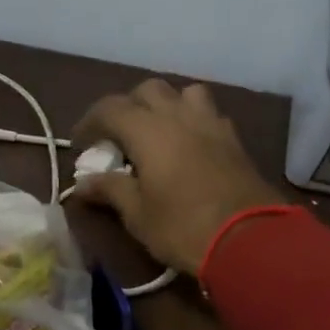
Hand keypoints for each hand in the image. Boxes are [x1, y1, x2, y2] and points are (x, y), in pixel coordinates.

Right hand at [71, 79, 286, 274]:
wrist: (248, 239)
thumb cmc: (182, 227)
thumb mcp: (137, 214)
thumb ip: (110, 190)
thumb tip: (82, 183)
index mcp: (148, 130)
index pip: (110, 108)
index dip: (90, 122)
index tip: (80, 144)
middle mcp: (179, 116)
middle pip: (148, 90)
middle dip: (128, 107)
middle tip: (118, 137)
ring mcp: (211, 124)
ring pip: (184, 93)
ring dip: (166, 106)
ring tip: (157, 133)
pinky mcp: (234, 140)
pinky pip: (208, 114)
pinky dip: (191, 121)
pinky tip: (188, 146)